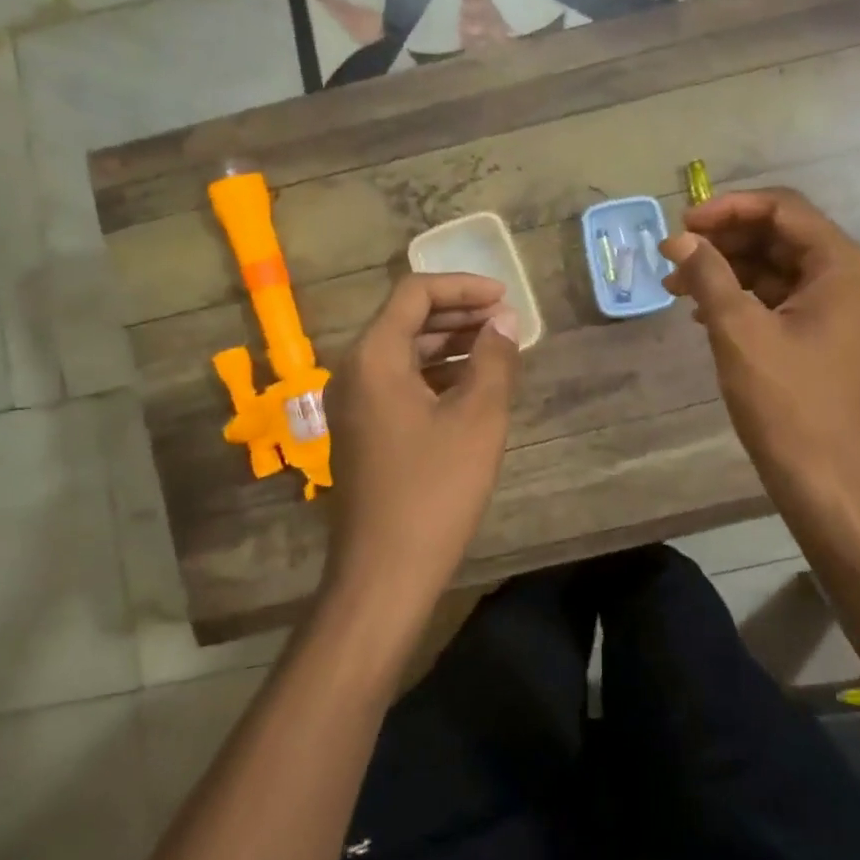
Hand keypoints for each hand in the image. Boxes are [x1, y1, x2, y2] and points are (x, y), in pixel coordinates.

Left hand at [322, 273, 521, 622]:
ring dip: (449, 343)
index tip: (505, 298)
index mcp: (374, 357)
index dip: (463, 286)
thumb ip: (494, 359)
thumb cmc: (434, 490)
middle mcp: (354, 370)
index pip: (415, 293)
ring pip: (404, 351)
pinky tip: (471, 386)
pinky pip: (399, 382)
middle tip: (506, 321)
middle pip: (407, 319)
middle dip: (458, 312)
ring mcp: (354, 403)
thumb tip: (504, 320)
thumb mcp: (478, 419)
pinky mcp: (362, 430)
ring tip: (497, 348)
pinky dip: (435, 373)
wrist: (383, 574)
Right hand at [661, 188, 859, 512]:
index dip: (727, 209)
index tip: (681, 225)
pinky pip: (773, 297)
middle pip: (777, 234)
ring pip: (771, 266)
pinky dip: (737, 297)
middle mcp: (843, 276)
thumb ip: (709, 275)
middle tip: (673, 255)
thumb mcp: (740, 331)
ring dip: (724, 269)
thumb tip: (680, 240)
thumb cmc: (788, 403)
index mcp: (840, 265)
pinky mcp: (817, 334)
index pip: (781, 208)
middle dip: (722, 240)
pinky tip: (700, 313)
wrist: (827, 481)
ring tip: (675, 285)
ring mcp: (832, 307)